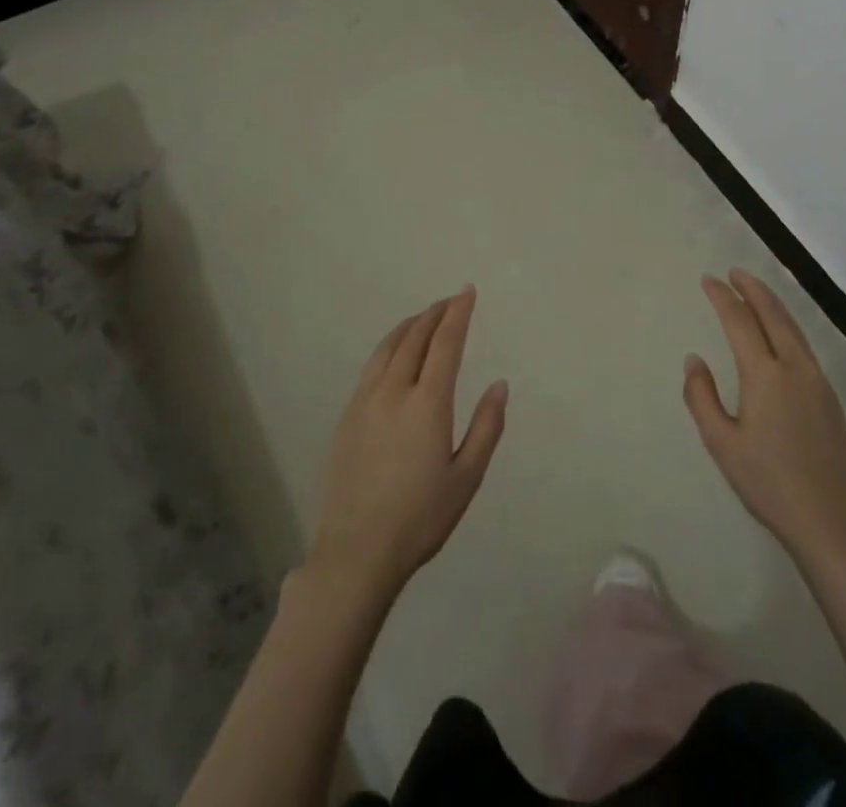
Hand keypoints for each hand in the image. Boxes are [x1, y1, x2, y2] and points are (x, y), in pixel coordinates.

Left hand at [310, 287, 507, 599]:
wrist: (355, 553)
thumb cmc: (420, 518)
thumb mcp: (467, 477)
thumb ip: (487, 427)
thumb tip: (499, 385)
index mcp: (428, 402)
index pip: (445, 342)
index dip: (458, 312)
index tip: (467, 291)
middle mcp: (393, 391)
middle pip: (414, 337)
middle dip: (435, 313)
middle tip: (450, 300)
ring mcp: (364, 402)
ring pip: (387, 347)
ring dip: (409, 325)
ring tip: (423, 318)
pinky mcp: (346, 417)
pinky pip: (370, 367)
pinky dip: (388, 347)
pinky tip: (393, 356)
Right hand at [685, 270, 845, 563]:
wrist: (829, 520)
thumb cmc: (767, 483)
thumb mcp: (721, 443)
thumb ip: (701, 397)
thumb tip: (695, 360)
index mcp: (765, 376)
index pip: (740, 322)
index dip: (722, 297)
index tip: (708, 280)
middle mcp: (795, 368)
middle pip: (773, 314)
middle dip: (752, 289)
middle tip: (734, 273)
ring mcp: (817, 380)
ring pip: (793, 328)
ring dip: (772, 304)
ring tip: (754, 292)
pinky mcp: (830, 396)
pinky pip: (804, 346)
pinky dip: (787, 326)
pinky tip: (779, 332)